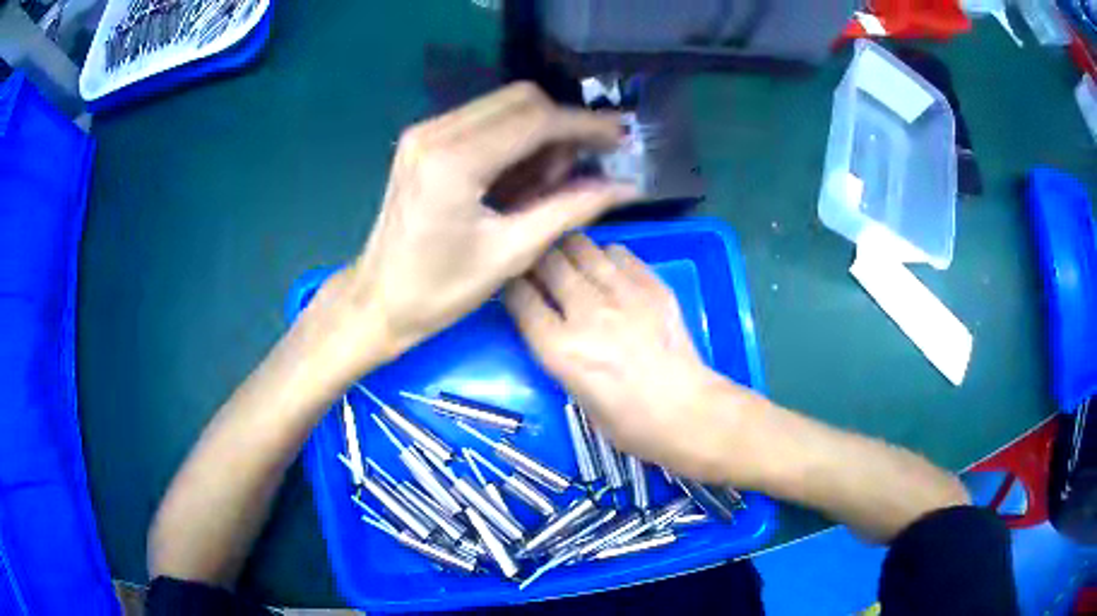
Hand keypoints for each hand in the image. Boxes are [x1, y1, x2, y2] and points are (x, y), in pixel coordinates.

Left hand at [326, 83, 639, 371]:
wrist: (378, 300)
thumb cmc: (439, 290)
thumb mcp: (511, 253)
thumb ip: (569, 209)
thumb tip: (623, 187)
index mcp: (455, 162)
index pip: (536, 121)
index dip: (585, 126)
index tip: (619, 138)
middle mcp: (436, 132)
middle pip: (521, 100)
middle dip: (562, 126)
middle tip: (583, 165)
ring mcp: (425, 132)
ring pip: (503, 106)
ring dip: (538, 132)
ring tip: (550, 179)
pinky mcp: (422, 141)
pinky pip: (482, 120)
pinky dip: (513, 139)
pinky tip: (521, 176)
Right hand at [504, 235, 766, 481]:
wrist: (688, 414)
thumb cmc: (628, 423)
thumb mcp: (576, 395)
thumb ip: (557, 352)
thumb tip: (549, 322)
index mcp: (561, 350)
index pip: (520, 297)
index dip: (510, 285)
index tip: (512, 284)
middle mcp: (586, 313)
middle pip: (548, 261)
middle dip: (536, 259)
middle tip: (538, 265)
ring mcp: (623, 294)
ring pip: (581, 247)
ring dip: (569, 251)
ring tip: (570, 261)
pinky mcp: (653, 286)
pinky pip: (619, 253)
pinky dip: (606, 257)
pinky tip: (608, 270)